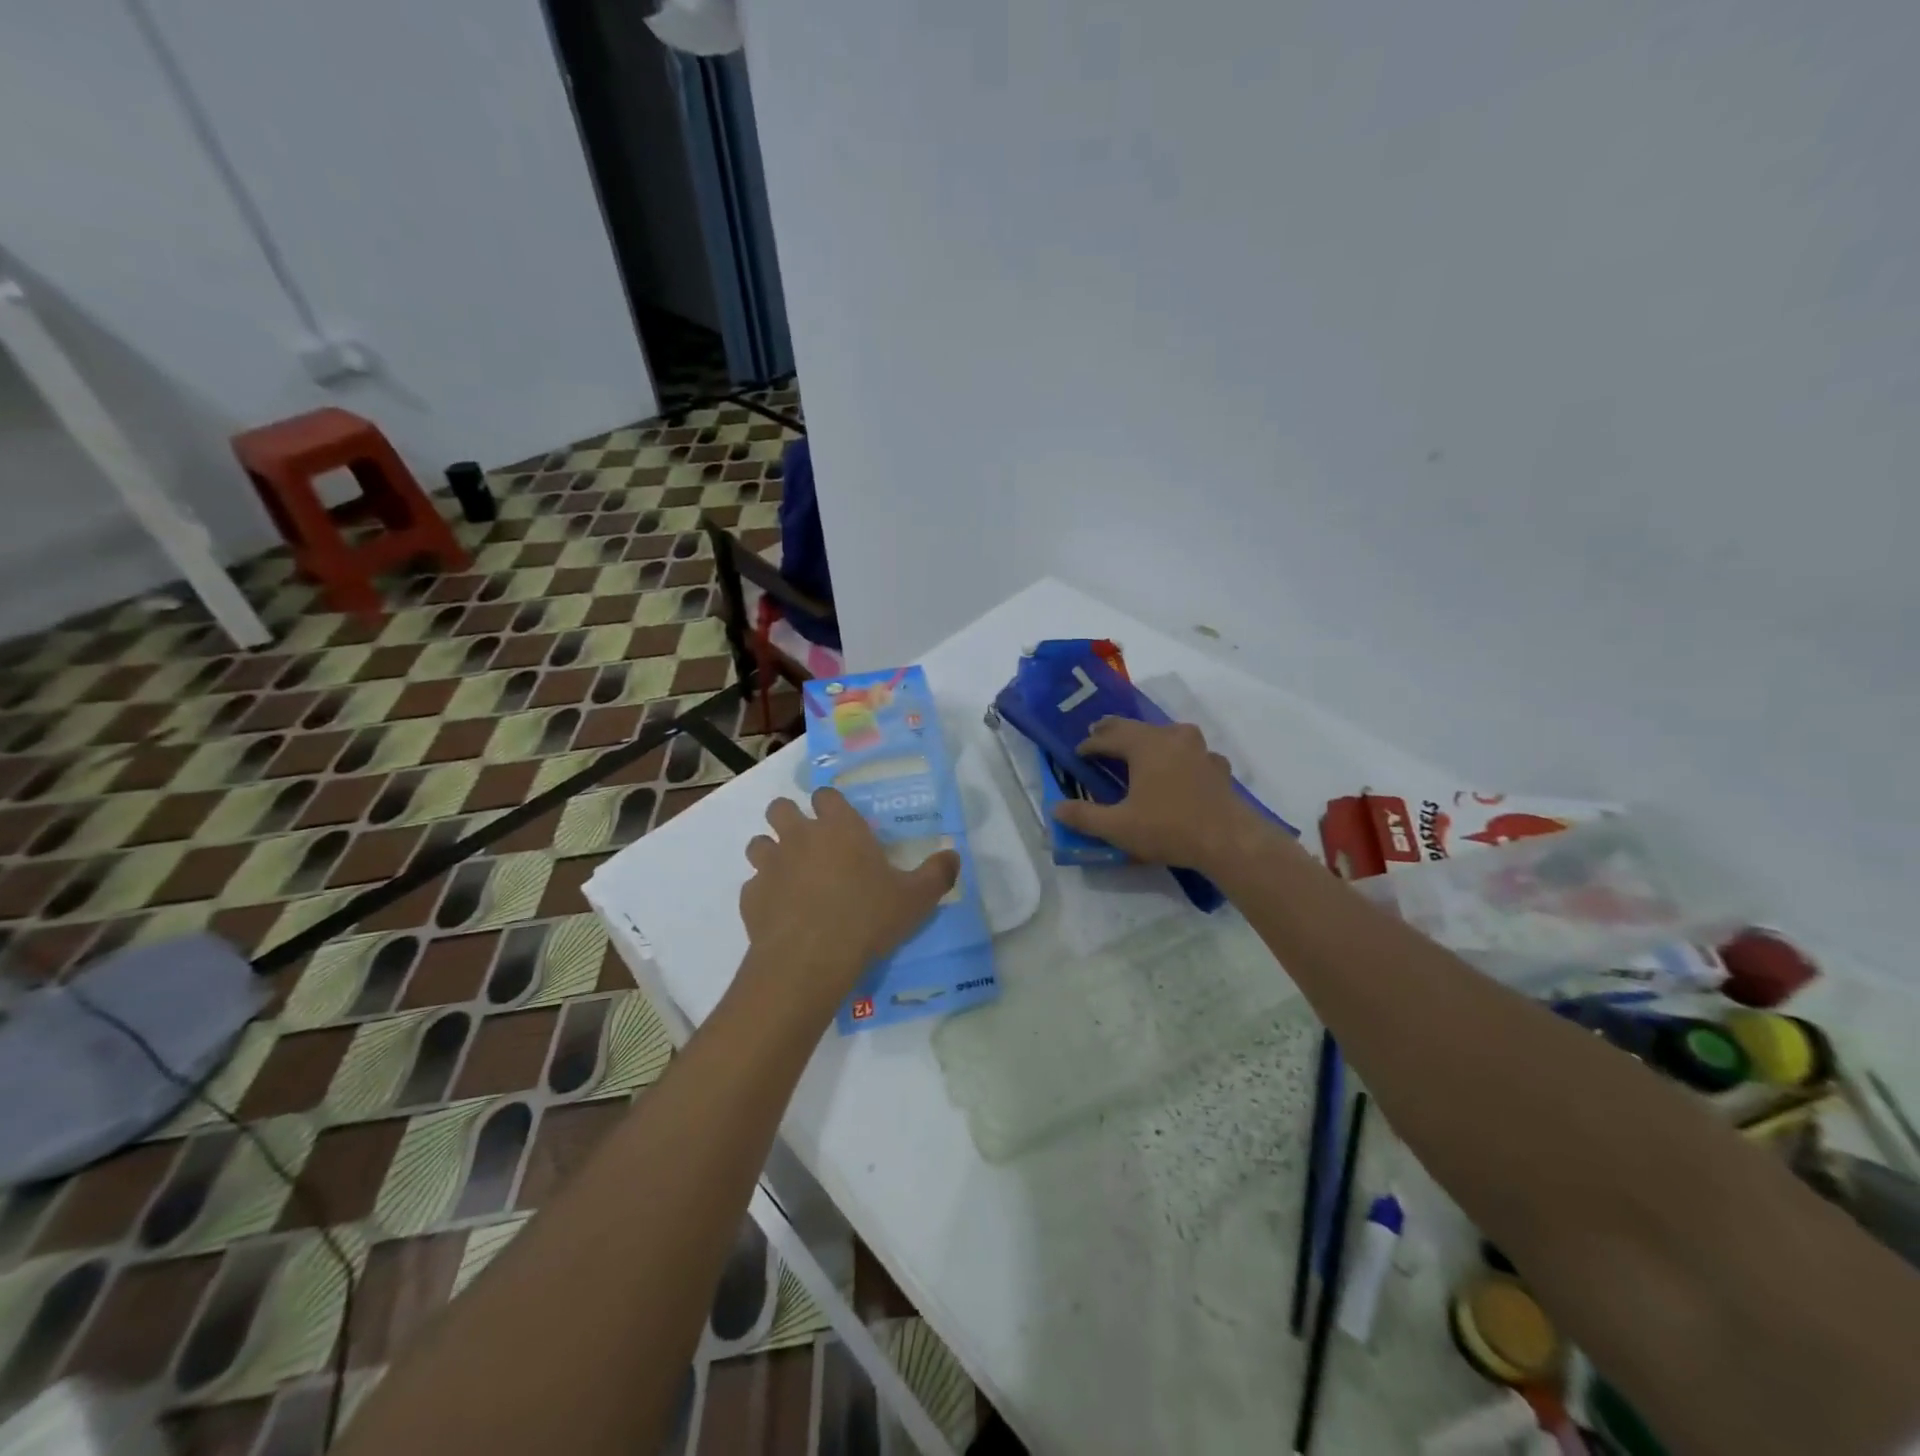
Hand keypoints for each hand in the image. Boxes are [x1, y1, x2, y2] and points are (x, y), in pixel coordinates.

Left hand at [739, 789, 959, 1004]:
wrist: (809, 960)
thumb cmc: (867, 918)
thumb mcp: (916, 899)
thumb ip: (937, 874)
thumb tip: (954, 856)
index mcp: (839, 827)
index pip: (826, 795)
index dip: (831, 804)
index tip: (840, 822)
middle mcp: (799, 836)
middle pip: (780, 808)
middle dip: (789, 818)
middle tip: (809, 843)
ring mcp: (770, 865)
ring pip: (759, 843)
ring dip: (771, 853)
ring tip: (790, 876)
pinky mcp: (750, 897)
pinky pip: (753, 886)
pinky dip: (764, 894)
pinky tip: (780, 913)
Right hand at [1051, 717, 1269, 873]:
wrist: (1229, 841)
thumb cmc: (1169, 828)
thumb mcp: (1118, 827)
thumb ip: (1084, 817)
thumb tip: (1055, 808)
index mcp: (1145, 744)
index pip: (1108, 737)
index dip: (1090, 744)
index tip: (1077, 753)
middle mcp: (1172, 737)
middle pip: (1137, 727)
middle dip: (1115, 732)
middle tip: (1098, 735)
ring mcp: (1199, 750)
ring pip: (1166, 734)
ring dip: (1148, 739)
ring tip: (1137, 748)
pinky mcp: (1217, 767)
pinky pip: (1190, 753)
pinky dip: (1177, 756)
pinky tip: (1179, 769)